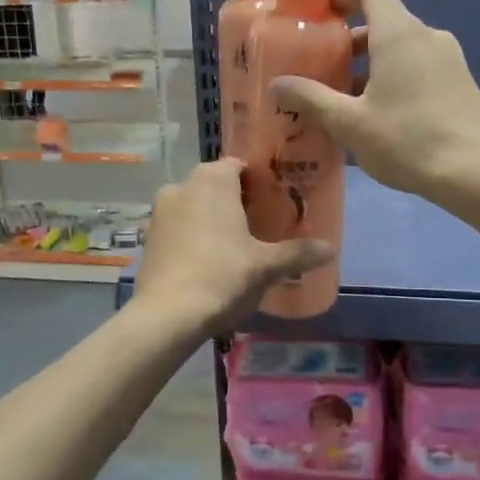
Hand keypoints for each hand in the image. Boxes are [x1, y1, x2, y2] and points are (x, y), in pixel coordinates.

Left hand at [133, 158, 332, 334]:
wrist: (167, 315)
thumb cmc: (222, 277)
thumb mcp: (266, 266)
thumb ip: (298, 253)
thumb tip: (330, 248)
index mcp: (213, 181)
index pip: (238, 165)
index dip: (256, 179)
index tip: (273, 198)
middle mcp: (182, 186)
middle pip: (214, 183)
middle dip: (234, 198)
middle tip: (259, 222)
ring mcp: (160, 211)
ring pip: (193, 204)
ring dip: (210, 216)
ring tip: (234, 243)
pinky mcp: (149, 237)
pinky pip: (178, 226)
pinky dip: (192, 235)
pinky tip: (207, 260)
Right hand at [271, 0, 479, 200]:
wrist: (477, 171)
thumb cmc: (407, 139)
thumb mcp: (349, 122)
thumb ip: (311, 98)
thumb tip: (277, 84)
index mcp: (399, 34)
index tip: (323, 20)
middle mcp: (428, 37)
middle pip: (385, 23)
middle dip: (351, 44)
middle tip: (324, 72)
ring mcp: (450, 60)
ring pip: (403, 50)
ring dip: (373, 67)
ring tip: (347, 102)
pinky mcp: (461, 84)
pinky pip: (421, 69)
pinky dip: (397, 80)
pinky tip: (382, 119)